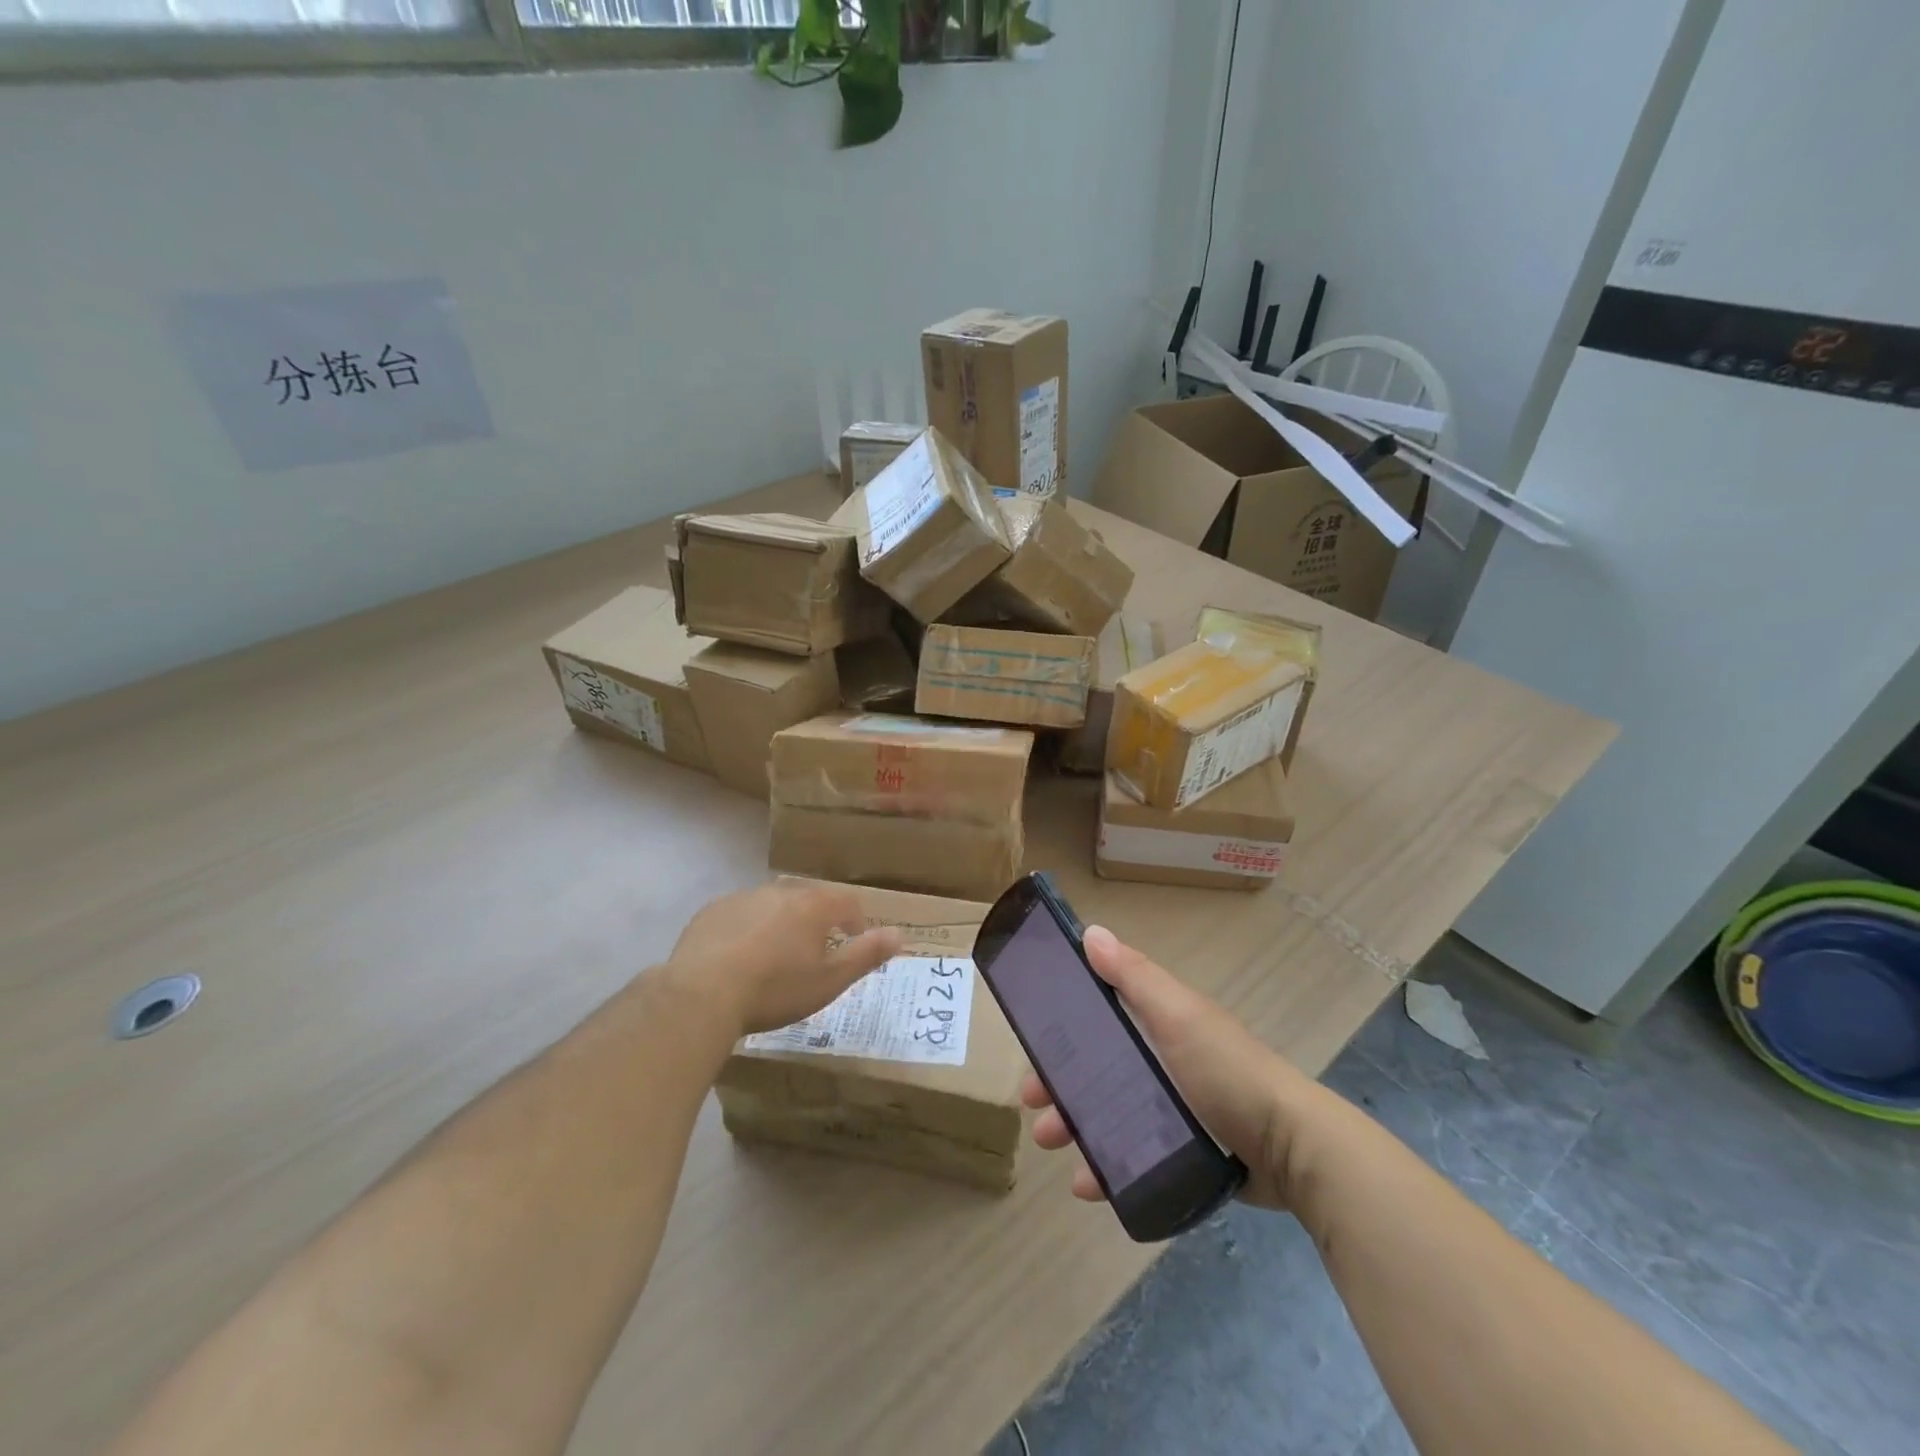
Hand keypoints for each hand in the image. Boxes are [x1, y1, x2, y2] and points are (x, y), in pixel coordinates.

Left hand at [666, 880, 902, 1036]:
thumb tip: (901, 934)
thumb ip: (866, 955)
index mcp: (813, 906)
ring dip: (781, 921)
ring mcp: (742, 898)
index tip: (854, 939)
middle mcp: (780, 892)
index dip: (855, 920)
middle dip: (817, 918)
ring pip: (772, 904)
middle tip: (815, 948)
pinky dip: (747, 928)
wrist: (702, 994)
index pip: (846, 902)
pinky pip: (739, 914)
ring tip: (775, 953)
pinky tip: (738, 955)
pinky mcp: (711, 912)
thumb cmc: (775, 989)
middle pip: (808, 898)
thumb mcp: (830, 981)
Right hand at [1023, 925, 1315, 1210]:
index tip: (1031, 1046)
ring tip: (1052, 1145)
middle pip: (1096, 1068)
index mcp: (1158, 1023)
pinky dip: (1105, 1168)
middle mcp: (1161, 1061)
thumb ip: (1134, 977)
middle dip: (1059, 1084)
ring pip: (1107, 1114)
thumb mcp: (1177, 1015)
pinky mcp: (1181, 1154)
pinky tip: (1087, 1185)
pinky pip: (1131, 1157)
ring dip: (1073, 1126)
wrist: (1290, 1149)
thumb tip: (1091, 932)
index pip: (1098, 1016)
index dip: (1062, 1028)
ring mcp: (1171, 1109)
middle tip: (1033, 1105)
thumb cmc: (1226, 1071)